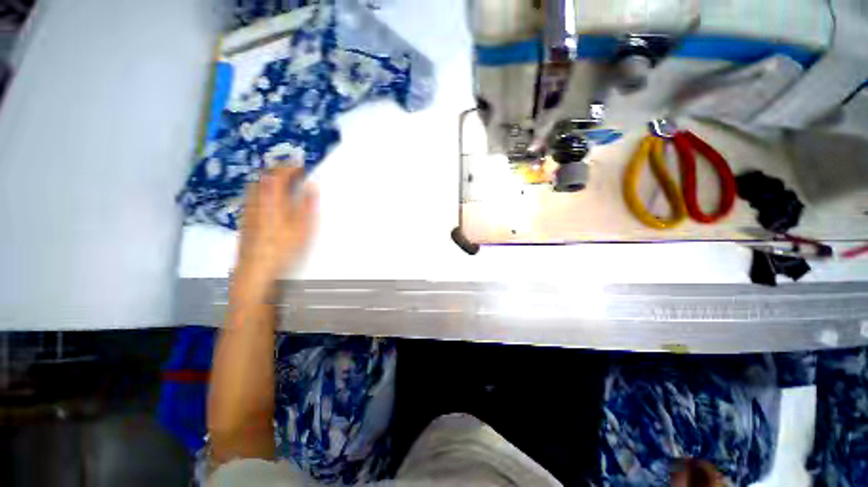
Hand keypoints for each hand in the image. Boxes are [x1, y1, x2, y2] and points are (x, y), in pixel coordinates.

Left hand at [234, 166, 316, 295]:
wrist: (255, 269)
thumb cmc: (282, 248)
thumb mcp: (302, 227)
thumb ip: (306, 204)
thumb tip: (311, 186)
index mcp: (271, 199)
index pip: (278, 173)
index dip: (290, 166)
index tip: (302, 165)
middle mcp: (256, 199)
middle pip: (264, 176)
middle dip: (279, 170)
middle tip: (294, 173)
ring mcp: (248, 208)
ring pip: (257, 185)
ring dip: (271, 180)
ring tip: (285, 184)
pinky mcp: (246, 218)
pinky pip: (254, 195)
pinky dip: (264, 190)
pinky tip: (272, 200)